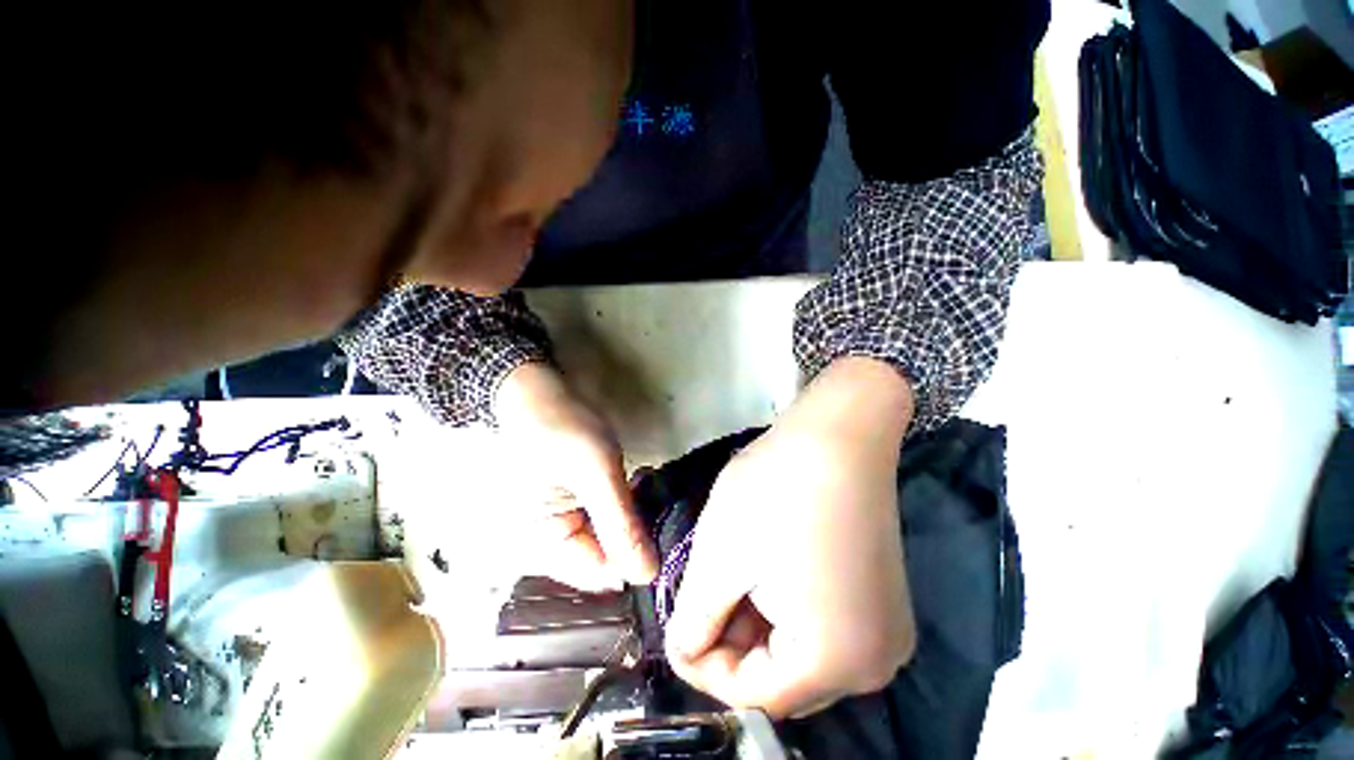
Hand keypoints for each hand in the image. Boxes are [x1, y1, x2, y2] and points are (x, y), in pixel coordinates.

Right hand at [495, 362, 657, 589]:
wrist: (537, 393)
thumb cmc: (562, 431)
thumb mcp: (596, 475)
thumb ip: (620, 525)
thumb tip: (648, 576)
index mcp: (540, 546)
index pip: (600, 576)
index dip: (636, 557)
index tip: (665, 530)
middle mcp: (547, 545)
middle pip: (604, 559)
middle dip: (636, 530)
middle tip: (654, 499)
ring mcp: (559, 524)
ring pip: (608, 537)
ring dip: (632, 514)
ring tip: (643, 484)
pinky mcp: (572, 505)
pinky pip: (602, 518)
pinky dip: (622, 503)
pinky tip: (635, 482)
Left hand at [665, 357, 916, 718]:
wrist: (839, 434)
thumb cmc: (776, 492)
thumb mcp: (722, 555)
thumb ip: (696, 618)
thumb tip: (684, 651)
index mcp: (835, 662)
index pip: (752, 695)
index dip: (703, 665)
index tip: (676, 629)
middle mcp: (873, 663)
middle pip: (780, 675)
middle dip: (731, 640)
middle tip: (703, 594)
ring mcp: (885, 629)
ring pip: (799, 650)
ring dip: (755, 621)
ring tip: (732, 575)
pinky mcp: (882, 598)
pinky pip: (823, 626)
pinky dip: (784, 607)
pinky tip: (766, 567)